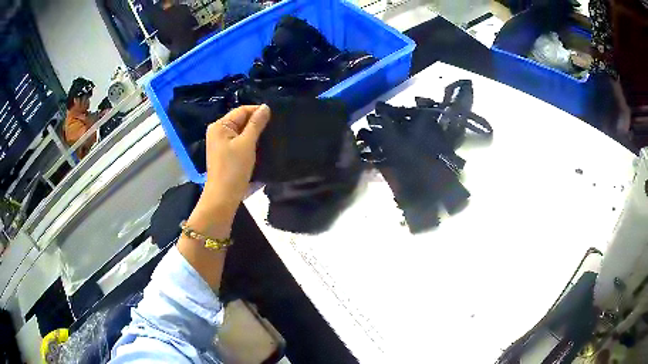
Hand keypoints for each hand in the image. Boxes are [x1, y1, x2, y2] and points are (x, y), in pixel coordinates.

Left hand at [200, 105, 270, 218]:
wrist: (223, 196)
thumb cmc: (234, 168)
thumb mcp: (247, 143)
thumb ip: (256, 124)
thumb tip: (266, 107)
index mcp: (219, 125)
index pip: (242, 110)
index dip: (258, 111)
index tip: (275, 116)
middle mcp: (217, 131)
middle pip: (240, 120)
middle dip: (256, 122)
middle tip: (274, 127)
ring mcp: (220, 142)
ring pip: (241, 131)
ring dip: (254, 133)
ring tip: (269, 136)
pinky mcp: (224, 153)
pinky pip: (238, 141)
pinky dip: (249, 141)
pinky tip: (259, 145)